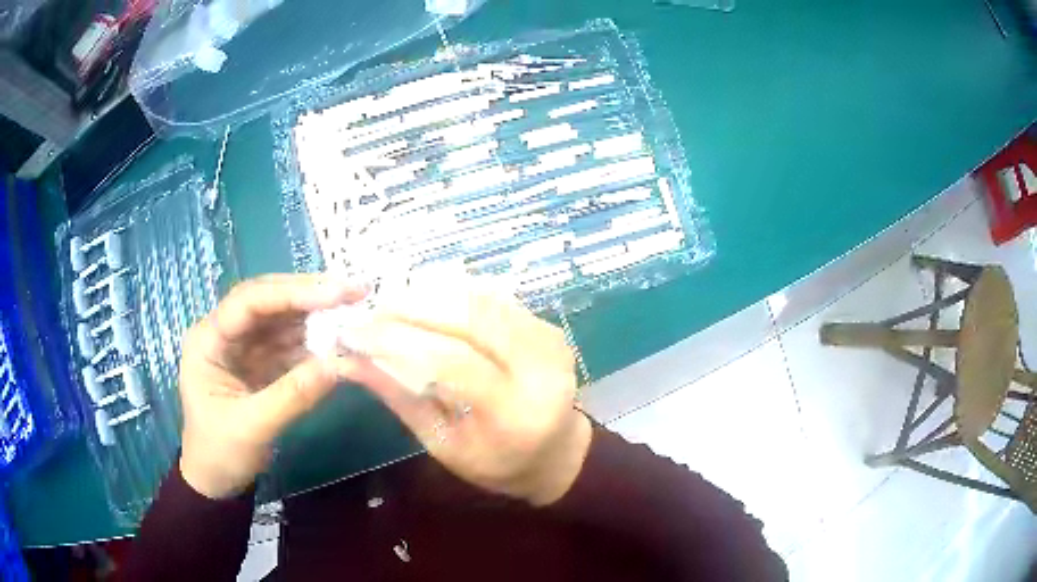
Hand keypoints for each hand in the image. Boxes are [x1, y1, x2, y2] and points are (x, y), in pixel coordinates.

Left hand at [177, 274, 373, 498]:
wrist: (217, 481)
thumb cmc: (221, 453)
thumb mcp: (253, 428)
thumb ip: (293, 395)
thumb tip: (340, 363)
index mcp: (208, 339)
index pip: (249, 302)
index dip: (291, 293)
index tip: (335, 293)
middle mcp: (225, 332)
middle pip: (267, 301)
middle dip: (308, 294)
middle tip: (354, 290)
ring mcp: (243, 346)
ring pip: (281, 317)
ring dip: (316, 314)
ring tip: (352, 309)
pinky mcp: (260, 362)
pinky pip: (289, 343)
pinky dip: (315, 341)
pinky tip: (338, 339)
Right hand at [358, 283, 592, 505]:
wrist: (558, 453)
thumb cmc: (496, 463)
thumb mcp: (442, 444)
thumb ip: (399, 397)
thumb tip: (349, 359)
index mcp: (514, 414)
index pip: (451, 361)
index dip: (396, 340)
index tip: (352, 332)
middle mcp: (540, 370)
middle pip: (470, 317)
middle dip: (411, 307)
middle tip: (370, 311)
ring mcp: (550, 341)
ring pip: (481, 300)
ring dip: (430, 296)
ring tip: (391, 306)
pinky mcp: (549, 327)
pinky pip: (495, 300)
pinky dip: (455, 296)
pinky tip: (426, 305)